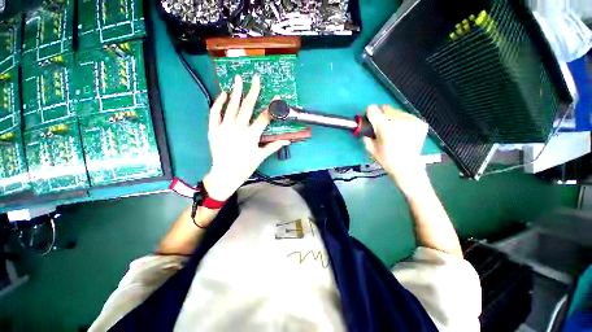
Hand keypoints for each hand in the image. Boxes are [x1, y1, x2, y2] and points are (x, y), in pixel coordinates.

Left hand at [203, 75, 289, 200]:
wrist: (225, 174)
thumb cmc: (245, 166)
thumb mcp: (261, 156)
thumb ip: (274, 146)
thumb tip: (287, 140)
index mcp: (251, 136)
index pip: (264, 117)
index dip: (272, 107)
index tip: (277, 97)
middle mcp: (238, 128)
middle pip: (247, 107)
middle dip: (253, 91)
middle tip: (255, 78)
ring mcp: (224, 128)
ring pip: (231, 106)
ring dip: (236, 92)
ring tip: (238, 78)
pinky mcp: (213, 130)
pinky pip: (214, 113)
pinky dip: (218, 103)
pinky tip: (224, 94)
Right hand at [363, 105, 428, 195]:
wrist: (407, 166)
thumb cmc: (387, 159)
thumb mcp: (370, 148)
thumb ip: (366, 134)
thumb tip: (365, 126)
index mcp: (385, 128)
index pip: (373, 110)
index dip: (369, 113)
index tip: (369, 118)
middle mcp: (399, 121)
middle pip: (385, 109)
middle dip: (381, 116)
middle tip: (381, 127)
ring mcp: (412, 121)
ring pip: (396, 112)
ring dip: (392, 118)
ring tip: (393, 130)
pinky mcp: (420, 123)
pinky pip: (406, 116)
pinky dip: (402, 121)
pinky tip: (402, 132)